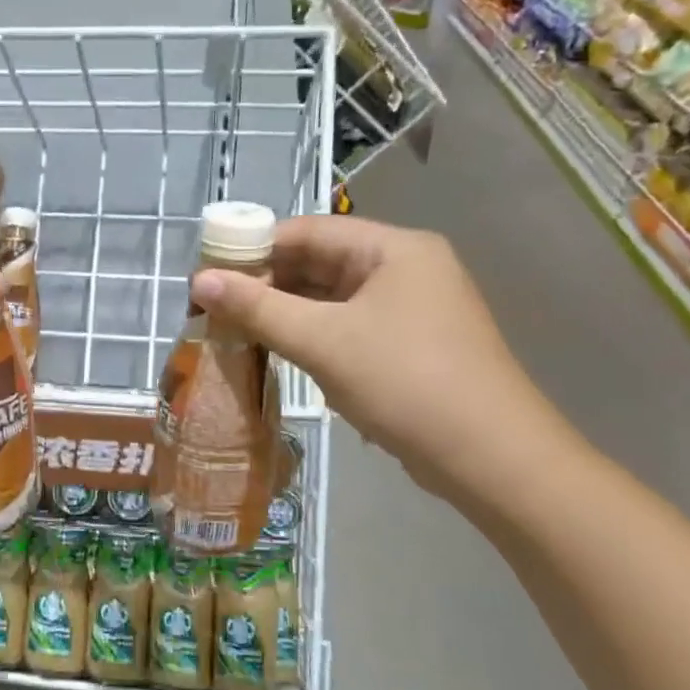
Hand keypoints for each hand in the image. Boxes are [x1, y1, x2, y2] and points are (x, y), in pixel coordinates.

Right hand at [189, 216, 575, 500]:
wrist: (491, 459)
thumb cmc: (406, 383)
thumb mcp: (323, 341)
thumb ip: (257, 308)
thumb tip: (198, 281)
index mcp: (393, 248)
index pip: (308, 231)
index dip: (253, 247)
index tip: (207, 272)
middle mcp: (404, 268)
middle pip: (319, 262)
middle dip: (265, 283)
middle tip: (212, 307)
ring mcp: (410, 308)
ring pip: (330, 298)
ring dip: (284, 311)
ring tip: (232, 329)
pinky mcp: (408, 345)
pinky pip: (346, 326)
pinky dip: (310, 334)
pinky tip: (275, 351)